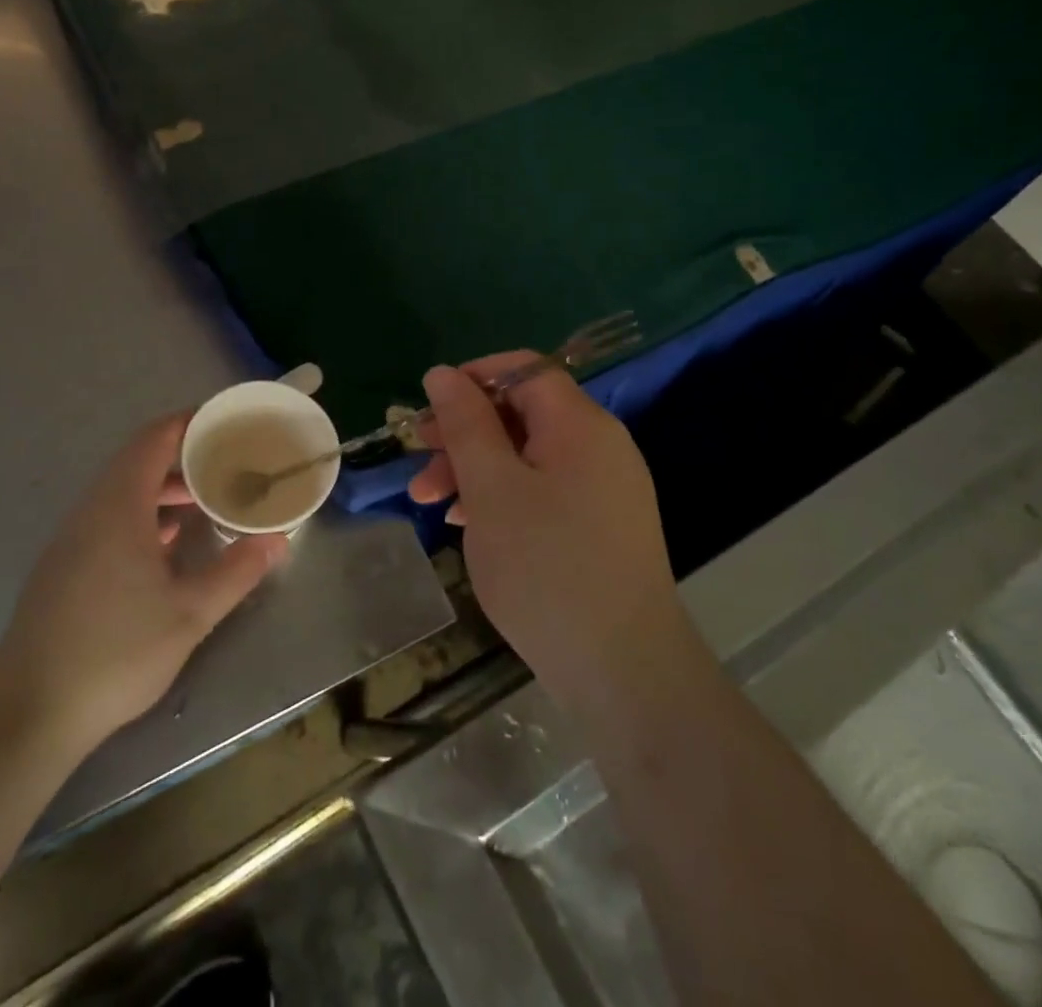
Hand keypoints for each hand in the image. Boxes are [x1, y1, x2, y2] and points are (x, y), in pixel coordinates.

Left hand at [0, 414, 288, 758]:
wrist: (28, 713)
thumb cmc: (114, 653)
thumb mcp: (190, 614)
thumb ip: (236, 571)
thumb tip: (276, 540)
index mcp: (118, 507)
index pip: (153, 439)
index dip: (189, 422)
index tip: (226, 421)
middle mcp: (90, 511)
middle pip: (137, 461)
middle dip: (183, 455)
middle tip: (227, 461)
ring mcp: (72, 540)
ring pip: (121, 491)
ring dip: (162, 487)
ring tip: (205, 498)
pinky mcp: (63, 567)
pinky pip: (108, 518)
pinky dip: (142, 513)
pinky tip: (166, 544)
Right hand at [408, 357, 704, 711]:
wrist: (623, 672)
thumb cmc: (546, 567)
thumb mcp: (491, 488)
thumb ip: (465, 423)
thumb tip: (442, 372)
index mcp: (580, 425)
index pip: (524, 369)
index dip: (473, 378)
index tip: (429, 408)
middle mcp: (600, 446)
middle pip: (522, 413)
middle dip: (464, 432)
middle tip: (418, 459)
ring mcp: (604, 488)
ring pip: (528, 456)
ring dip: (475, 469)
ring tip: (430, 503)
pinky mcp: (601, 526)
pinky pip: (544, 490)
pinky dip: (503, 497)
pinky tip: (470, 525)